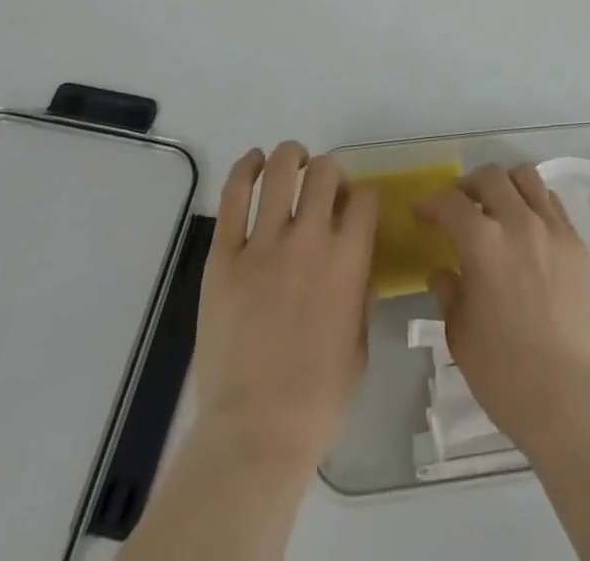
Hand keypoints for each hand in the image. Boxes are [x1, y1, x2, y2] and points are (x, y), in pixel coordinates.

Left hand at [191, 142, 380, 470]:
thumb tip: (358, 272)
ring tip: (292, 159)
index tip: (356, 209)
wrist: (255, 432)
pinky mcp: (224, 257)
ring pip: (280, 172)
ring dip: (290, 156)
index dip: (364, 198)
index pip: (365, 200)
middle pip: (324, 173)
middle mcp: (309, 240)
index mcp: (348, 262)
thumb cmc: (317, 400)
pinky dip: (244, 170)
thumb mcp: (359, 349)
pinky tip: (252, 162)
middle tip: (323, 187)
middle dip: (329, 171)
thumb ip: (362, 300)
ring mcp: (263, 245)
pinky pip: (233, 198)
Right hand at [416, 163, 589, 454]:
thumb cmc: (506, 375)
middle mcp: (519, 222)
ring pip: (526, 177)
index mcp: (483, 243)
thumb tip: (443, 271)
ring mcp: (554, 229)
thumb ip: (449, 293)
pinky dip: (534, 202)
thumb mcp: (460, 336)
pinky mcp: (578, 244)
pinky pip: (553, 203)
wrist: (573, 401)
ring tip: (495, 208)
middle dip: (466, 186)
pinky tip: (527, 228)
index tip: (421, 214)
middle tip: (457, 208)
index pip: (450, 202)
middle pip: (490, 176)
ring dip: (504, 185)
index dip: (430, 203)